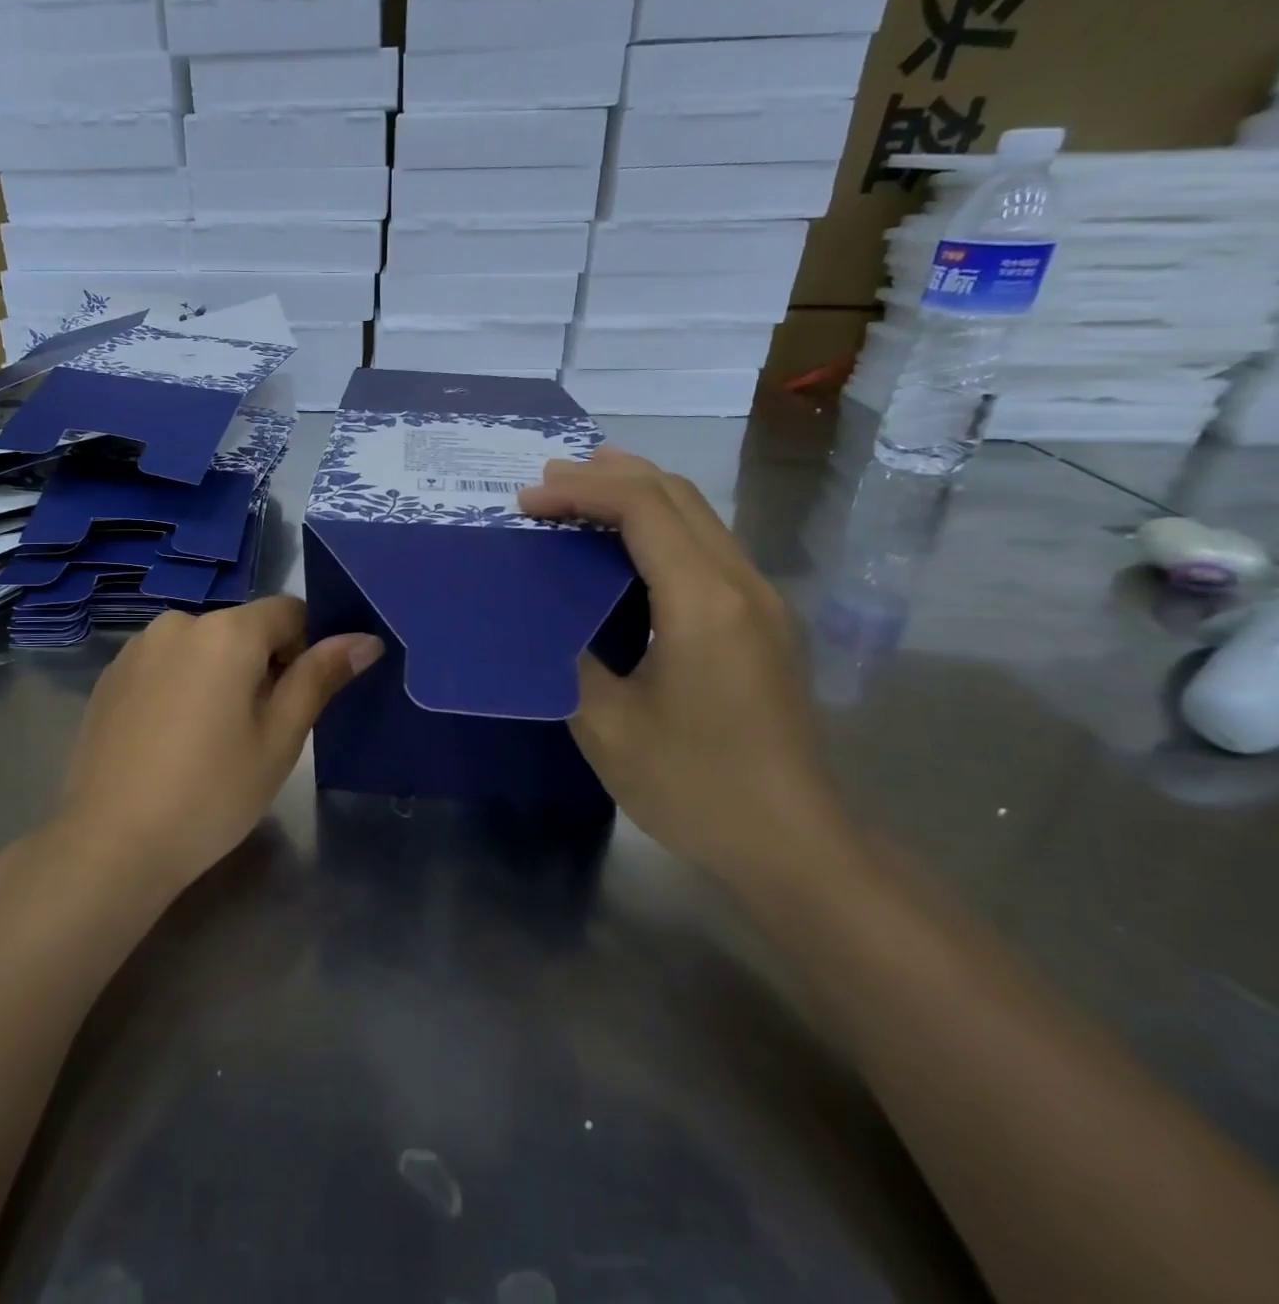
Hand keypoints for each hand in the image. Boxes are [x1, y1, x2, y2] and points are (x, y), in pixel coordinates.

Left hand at [55, 596, 382, 896]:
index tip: (298, 699)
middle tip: (258, 731)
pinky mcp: (110, 676)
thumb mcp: (280, 737)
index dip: (306, 648)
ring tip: (210, 741)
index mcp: (227, 631)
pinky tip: (171, 742)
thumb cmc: (212, 793)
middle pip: (243, 629)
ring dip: (220, 676)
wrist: (111, 844)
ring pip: (203, 648)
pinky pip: (166, 665)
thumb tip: (365, 638)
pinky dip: (182, 688)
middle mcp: (178, 622)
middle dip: (262, 666)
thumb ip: (320, 677)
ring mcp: (137, 648)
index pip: (289, 611)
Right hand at [519, 448, 845, 884]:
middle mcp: (742, 585)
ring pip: (700, 516)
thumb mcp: (607, 726)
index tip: (527, 500)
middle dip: (609, 476)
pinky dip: (660, 528)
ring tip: (583, 492)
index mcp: (703, 602)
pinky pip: (708, 548)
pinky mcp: (764, 623)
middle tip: (548, 479)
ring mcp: (762, 602)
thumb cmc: (695, 786)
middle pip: (678, 495)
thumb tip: (557, 622)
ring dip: (639, 495)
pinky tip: (628, 546)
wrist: (794, 844)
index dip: (581, 491)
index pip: (643, 509)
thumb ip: (573, 658)